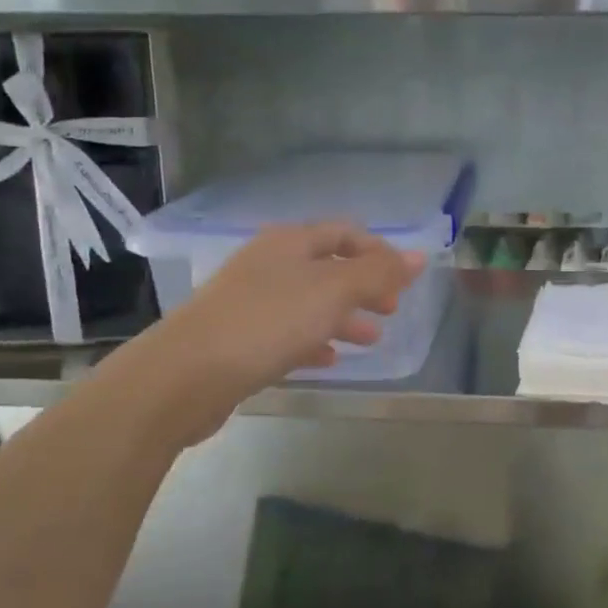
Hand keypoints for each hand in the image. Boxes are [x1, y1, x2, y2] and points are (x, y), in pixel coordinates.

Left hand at [180, 221, 422, 385]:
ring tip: (372, 340)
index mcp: (290, 242)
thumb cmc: (268, 321)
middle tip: (391, 309)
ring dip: (344, 317)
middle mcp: (269, 263)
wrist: (187, 374)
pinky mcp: (239, 338)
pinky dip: (314, 342)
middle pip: (327, 267)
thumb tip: (420, 256)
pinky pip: (287, 333)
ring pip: (309, 302)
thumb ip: (379, 273)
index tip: (404, 280)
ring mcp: (250, 301)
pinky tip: (330, 361)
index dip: (378, 252)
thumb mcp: (333, 291)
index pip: (344, 233)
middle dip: (364, 286)